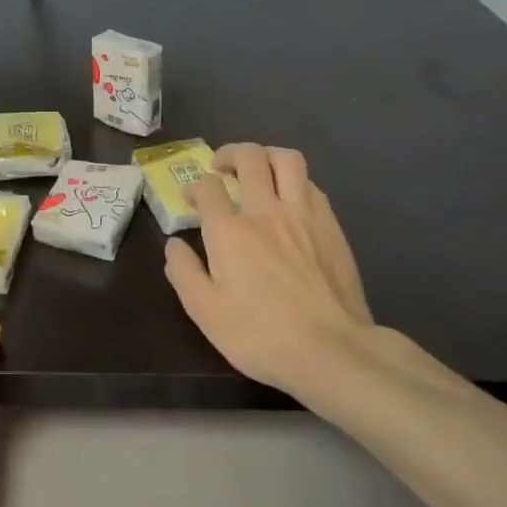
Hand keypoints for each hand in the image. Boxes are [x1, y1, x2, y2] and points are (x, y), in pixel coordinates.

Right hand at [161, 143, 376, 409]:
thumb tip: (174, 244)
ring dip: (266, 156)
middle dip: (230, 154)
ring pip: (287, 160)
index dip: (195, 186)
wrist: (333, 352)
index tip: (191, 199)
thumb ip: (184, 272)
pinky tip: (290, 199)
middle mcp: (266, 212)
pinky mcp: (332, 227)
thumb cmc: (260, 335)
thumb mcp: (205, 312)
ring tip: (257, 170)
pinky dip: (294, 181)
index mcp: (230, 232)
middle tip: (221, 167)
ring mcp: (304, 216)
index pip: (208, 187)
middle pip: (249, 158)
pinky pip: (312, 185)